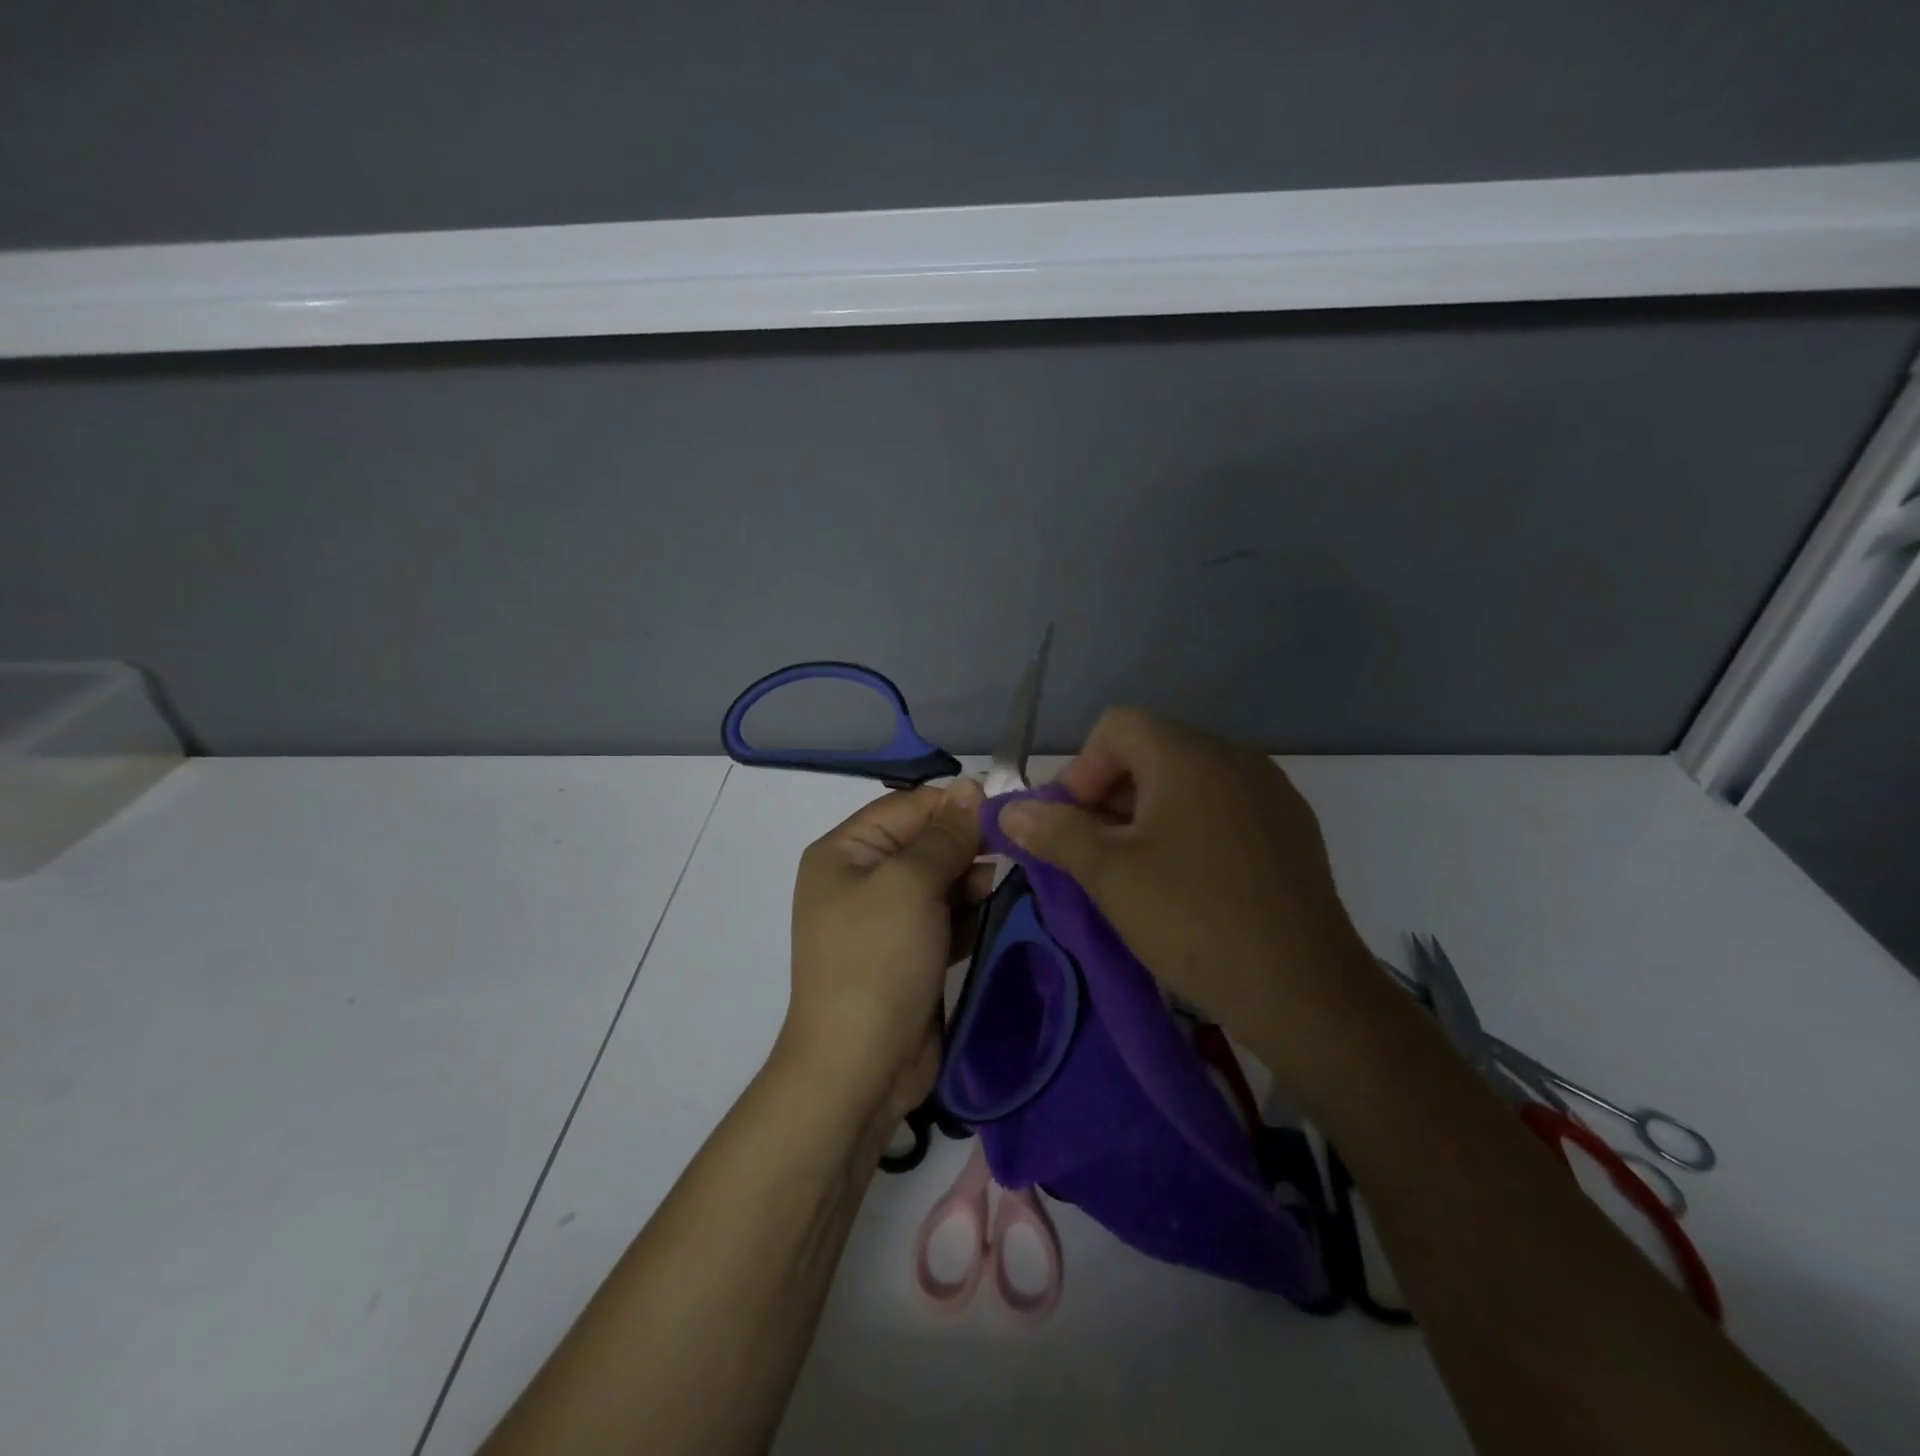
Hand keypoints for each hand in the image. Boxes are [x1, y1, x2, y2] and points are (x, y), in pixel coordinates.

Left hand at [781, 779, 988, 1130]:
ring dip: (975, 882)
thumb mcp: (909, 885)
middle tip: (1017, 851)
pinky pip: (946, 917)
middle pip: (926, 842)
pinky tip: (1001, 912)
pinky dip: (971, 914)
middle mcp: (862, 878)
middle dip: (969, 846)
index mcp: (845, 851)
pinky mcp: (911, 952)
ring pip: (942, 880)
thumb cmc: (877, 961)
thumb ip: (944, 835)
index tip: (1008, 811)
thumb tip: (971, 786)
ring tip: (1009, 887)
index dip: (956, 805)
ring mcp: (886, 919)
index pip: (908, 806)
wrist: (859, 1068)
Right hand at [998, 708, 1379, 1091]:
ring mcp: (1270, 793)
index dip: (1081, 770)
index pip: (1117, 727)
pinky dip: (1190, 830)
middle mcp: (1234, 757)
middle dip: (1109, 796)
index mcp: (1189, 755)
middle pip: (1152, 751)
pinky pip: (1223, 808)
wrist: (1306, 991)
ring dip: (1147, 815)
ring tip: (1137, 873)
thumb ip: (1054, 831)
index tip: (1073, 827)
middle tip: (1095, 855)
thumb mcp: (1109, 874)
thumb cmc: (1194, 919)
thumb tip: (1010, 809)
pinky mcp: (1292, 830)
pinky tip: (1189, 884)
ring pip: (1188, 783)